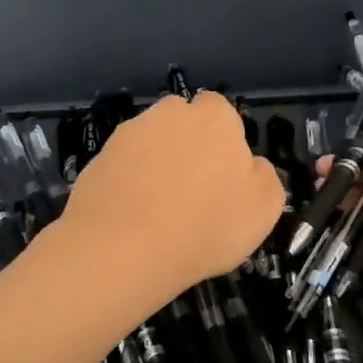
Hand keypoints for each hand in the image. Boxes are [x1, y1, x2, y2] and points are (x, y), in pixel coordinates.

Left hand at [60, 92, 283, 305]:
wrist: (123, 249)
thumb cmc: (207, 227)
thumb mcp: (264, 209)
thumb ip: (264, 177)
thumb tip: (250, 165)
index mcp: (215, 117)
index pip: (223, 115)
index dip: (224, 146)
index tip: (223, 182)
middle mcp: (170, 113)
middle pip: (184, 124)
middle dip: (188, 149)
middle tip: (193, 196)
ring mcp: (128, 133)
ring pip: (150, 144)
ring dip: (156, 165)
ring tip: (158, 212)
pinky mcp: (97, 158)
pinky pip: (122, 167)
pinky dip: (128, 184)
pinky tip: (131, 218)